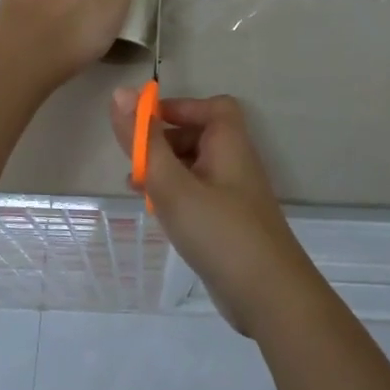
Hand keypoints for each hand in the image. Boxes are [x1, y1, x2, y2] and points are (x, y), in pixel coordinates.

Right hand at [108, 91, 327, 337]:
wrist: (267, 295)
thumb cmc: (219, 231)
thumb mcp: (173, 185)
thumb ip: (145, 142)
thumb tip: (121, 93)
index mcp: (230, 144)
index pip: (212, 107)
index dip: (179, 108)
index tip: (144, 123)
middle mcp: (235, 164)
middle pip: (201, 136)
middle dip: (164, 141)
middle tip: (133, 158)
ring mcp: (234, 196)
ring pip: (196, 168)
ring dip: (166, 170)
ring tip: (135, 185)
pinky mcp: (229, 223)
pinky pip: (199, 196)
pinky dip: (175, 195)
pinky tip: (156, 212)